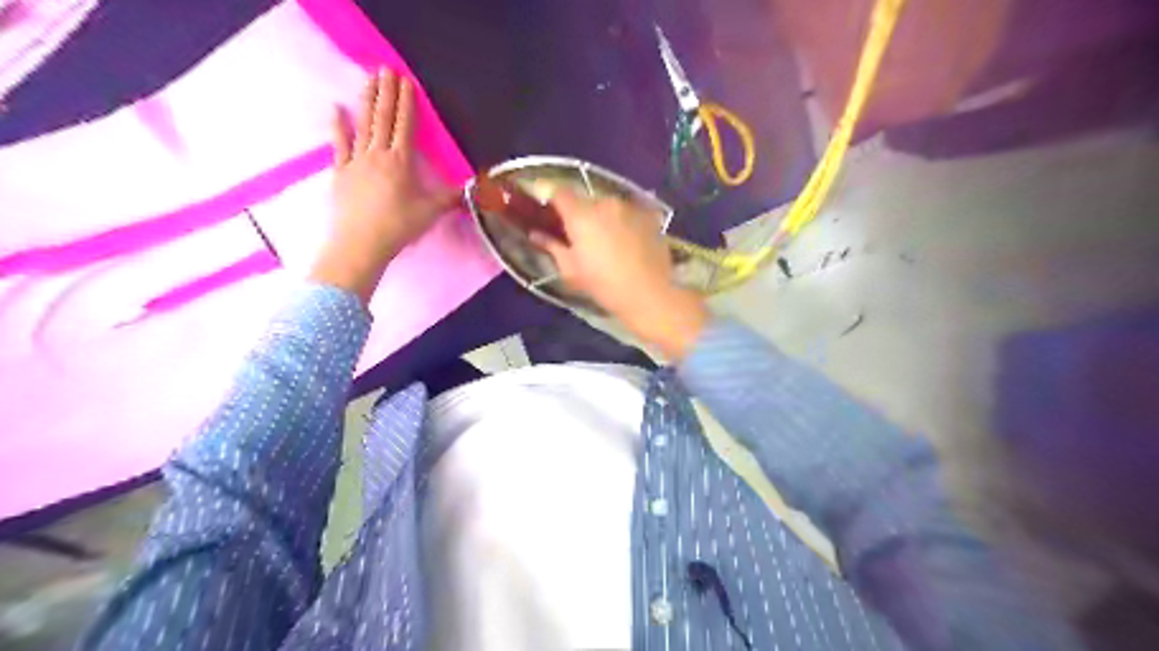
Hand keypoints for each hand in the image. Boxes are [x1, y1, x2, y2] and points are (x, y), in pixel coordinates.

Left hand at [309, 70, 458, 301]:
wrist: (361, 243)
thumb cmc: (398, 227)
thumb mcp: (430, 212)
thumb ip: (450, 197)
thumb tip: (474, 189)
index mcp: (401, 162)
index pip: (405, 126)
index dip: (406, 103)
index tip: (406, 81)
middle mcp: (378, 155)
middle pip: (383, 118)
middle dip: (386, 93)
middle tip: (385, 69)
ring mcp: (356, 161)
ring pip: (363, 125)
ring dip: (366, 101)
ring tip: (368, 80)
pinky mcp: (340, 172)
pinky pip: (339, 144)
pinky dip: (338, 126)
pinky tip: (336, 109)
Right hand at [532, 189, 711, 361]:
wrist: (649, 294)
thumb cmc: (603, 284)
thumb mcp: (571, 270)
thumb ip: (552, 246)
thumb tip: (536, 234)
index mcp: (581, 214)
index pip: (559, 192)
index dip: (551, 199)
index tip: (549, 212)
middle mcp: (605, 203)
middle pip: (585, 199)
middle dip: (579, 212)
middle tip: (578, 234)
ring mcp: (629, 207)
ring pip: (608, 205)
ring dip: (603, 217)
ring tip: (605, 240)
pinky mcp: (648, 216)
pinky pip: (628, 213)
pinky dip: (623, 221)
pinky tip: (626, 240)